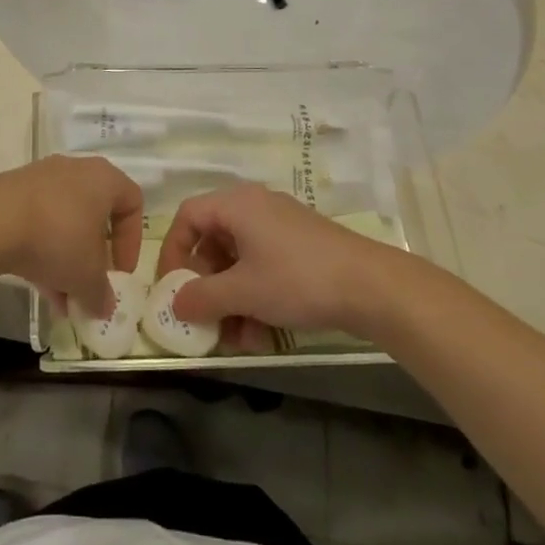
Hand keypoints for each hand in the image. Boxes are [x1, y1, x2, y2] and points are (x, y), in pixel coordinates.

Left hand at [0, 156, 141, 317]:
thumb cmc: (58, 238)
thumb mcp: (87, 277)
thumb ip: (101, 294)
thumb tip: (103, 307)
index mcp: (104, 179)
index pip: (132, 202)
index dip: (132, 241)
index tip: (120, 273)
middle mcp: (76, 170)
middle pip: (95, 215)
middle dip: (94, 257)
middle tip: (90, 286)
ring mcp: (42, 179)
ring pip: (65, 222)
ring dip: (67, 260)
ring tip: (61, 299)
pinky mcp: (14, 192)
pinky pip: (39, 222)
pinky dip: (43, 251)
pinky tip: (38, 286)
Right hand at [156, 184, 390, 344]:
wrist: (372, 286)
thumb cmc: (297, 279)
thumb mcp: (243, 292)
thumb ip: (202, 297)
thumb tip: (174, 303)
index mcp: (236, 204)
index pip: (188, 216)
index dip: (173, 251)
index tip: (172, 288)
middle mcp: (255, 207)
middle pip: (213, 241)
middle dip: (207, 286)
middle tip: (205, 319)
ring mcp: (280, 227)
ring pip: (239, 261)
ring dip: (232, 301)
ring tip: (239, 340)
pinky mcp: (301, 247)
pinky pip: (263, 267)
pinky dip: (256, 298)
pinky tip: (263, 336)